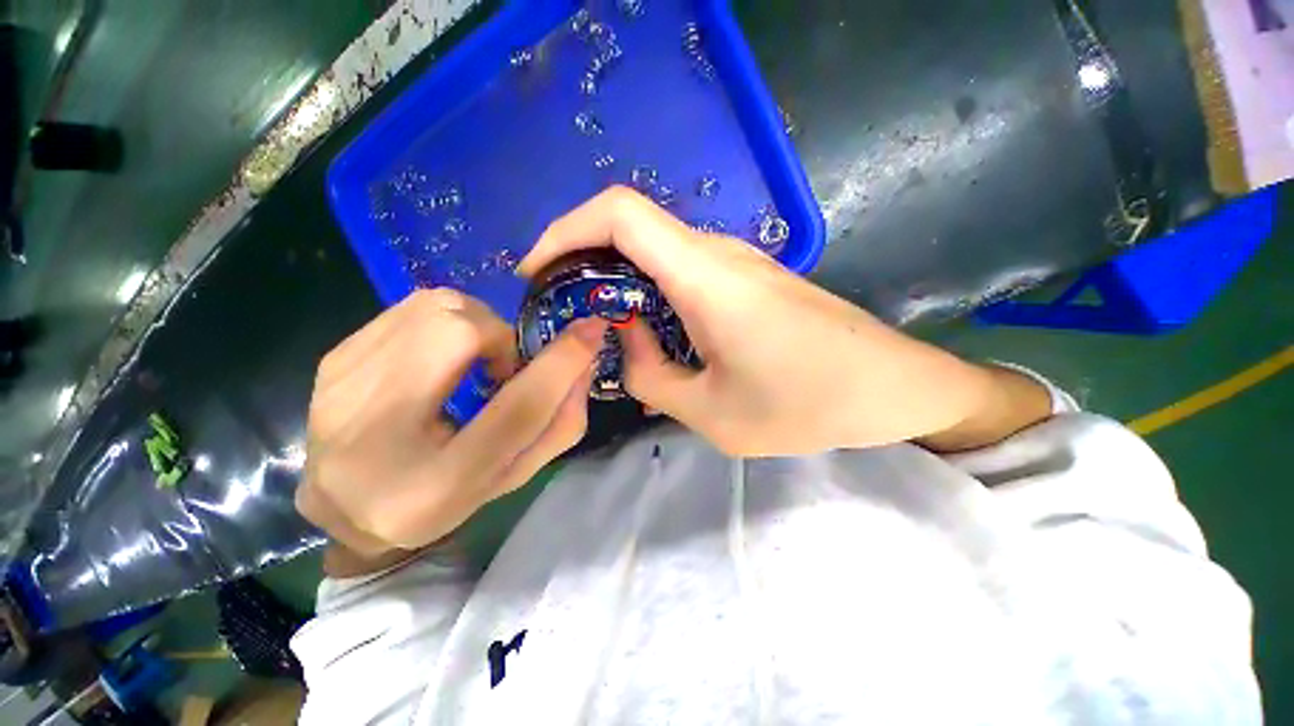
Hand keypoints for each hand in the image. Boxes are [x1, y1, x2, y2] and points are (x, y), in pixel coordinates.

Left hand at [296, 289, 605, 560]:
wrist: (345, 503)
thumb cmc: (443, 497)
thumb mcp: (513, 475)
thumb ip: (558, 424)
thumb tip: (583, 362)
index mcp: (439, 484)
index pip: (518, 409)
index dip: (562, 363)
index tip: (592, 328)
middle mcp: (379, 433)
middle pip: (460, 333)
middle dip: (501, 337)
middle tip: (504, 367)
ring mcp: (344, 387)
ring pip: (434, 307)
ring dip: (476, 324)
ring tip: (475, 358)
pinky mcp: (334, 359)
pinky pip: (410, 308)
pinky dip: (445, 321)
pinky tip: (441, 355)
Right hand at [521, 187, 1049, 455]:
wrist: (890, 387)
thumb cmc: (806, 404)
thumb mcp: (712, 414)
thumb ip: (651, 378)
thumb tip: (626, 344)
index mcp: (704, 276)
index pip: (619, 214)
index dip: (565, 229)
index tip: (537, 270)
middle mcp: (717, 253)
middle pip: (630, 226)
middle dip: (582, 258)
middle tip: (561, 306)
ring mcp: (736, 261)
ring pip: (655, 250)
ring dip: (617, 279)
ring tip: (599, 325)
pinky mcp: (747, 277)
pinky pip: (681, 269)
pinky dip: (648, 290)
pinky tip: (649, 331)